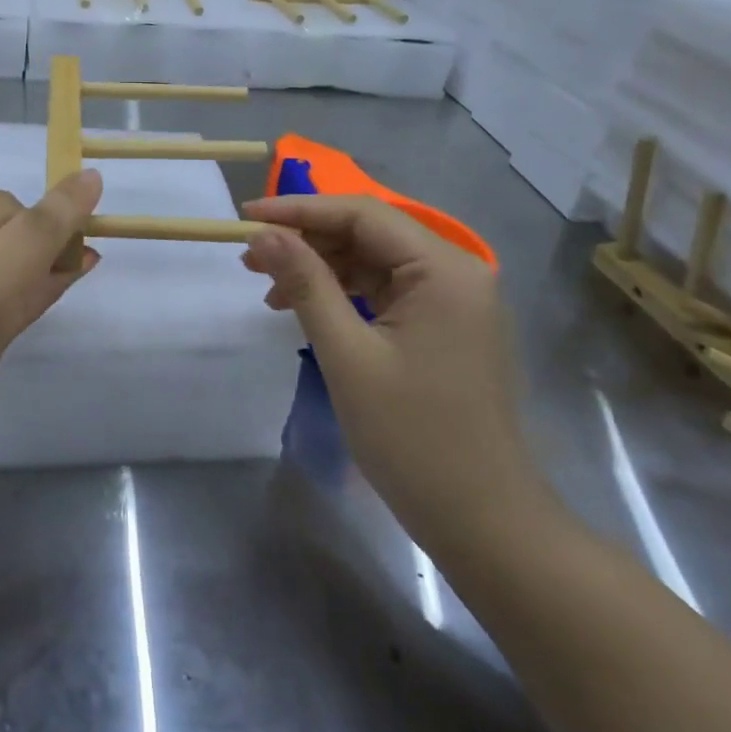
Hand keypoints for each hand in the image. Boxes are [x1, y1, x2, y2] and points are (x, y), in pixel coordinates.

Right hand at [240, 195, 553, 552]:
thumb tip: (263, 234)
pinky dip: (344, 294)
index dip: (299, 209)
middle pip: (369, 233)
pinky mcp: (445, 326)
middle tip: (250, 259)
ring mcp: (454, 300)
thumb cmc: (413, 437)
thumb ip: (306, 284)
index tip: (246, 217)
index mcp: (445, 269)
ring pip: (375, 261)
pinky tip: (308, 309)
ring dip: (322, 268)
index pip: (362, 214)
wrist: (483, 522)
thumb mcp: (347, 355)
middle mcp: (458, 272)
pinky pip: (387, 291)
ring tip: (270, 289)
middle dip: (307, 241)